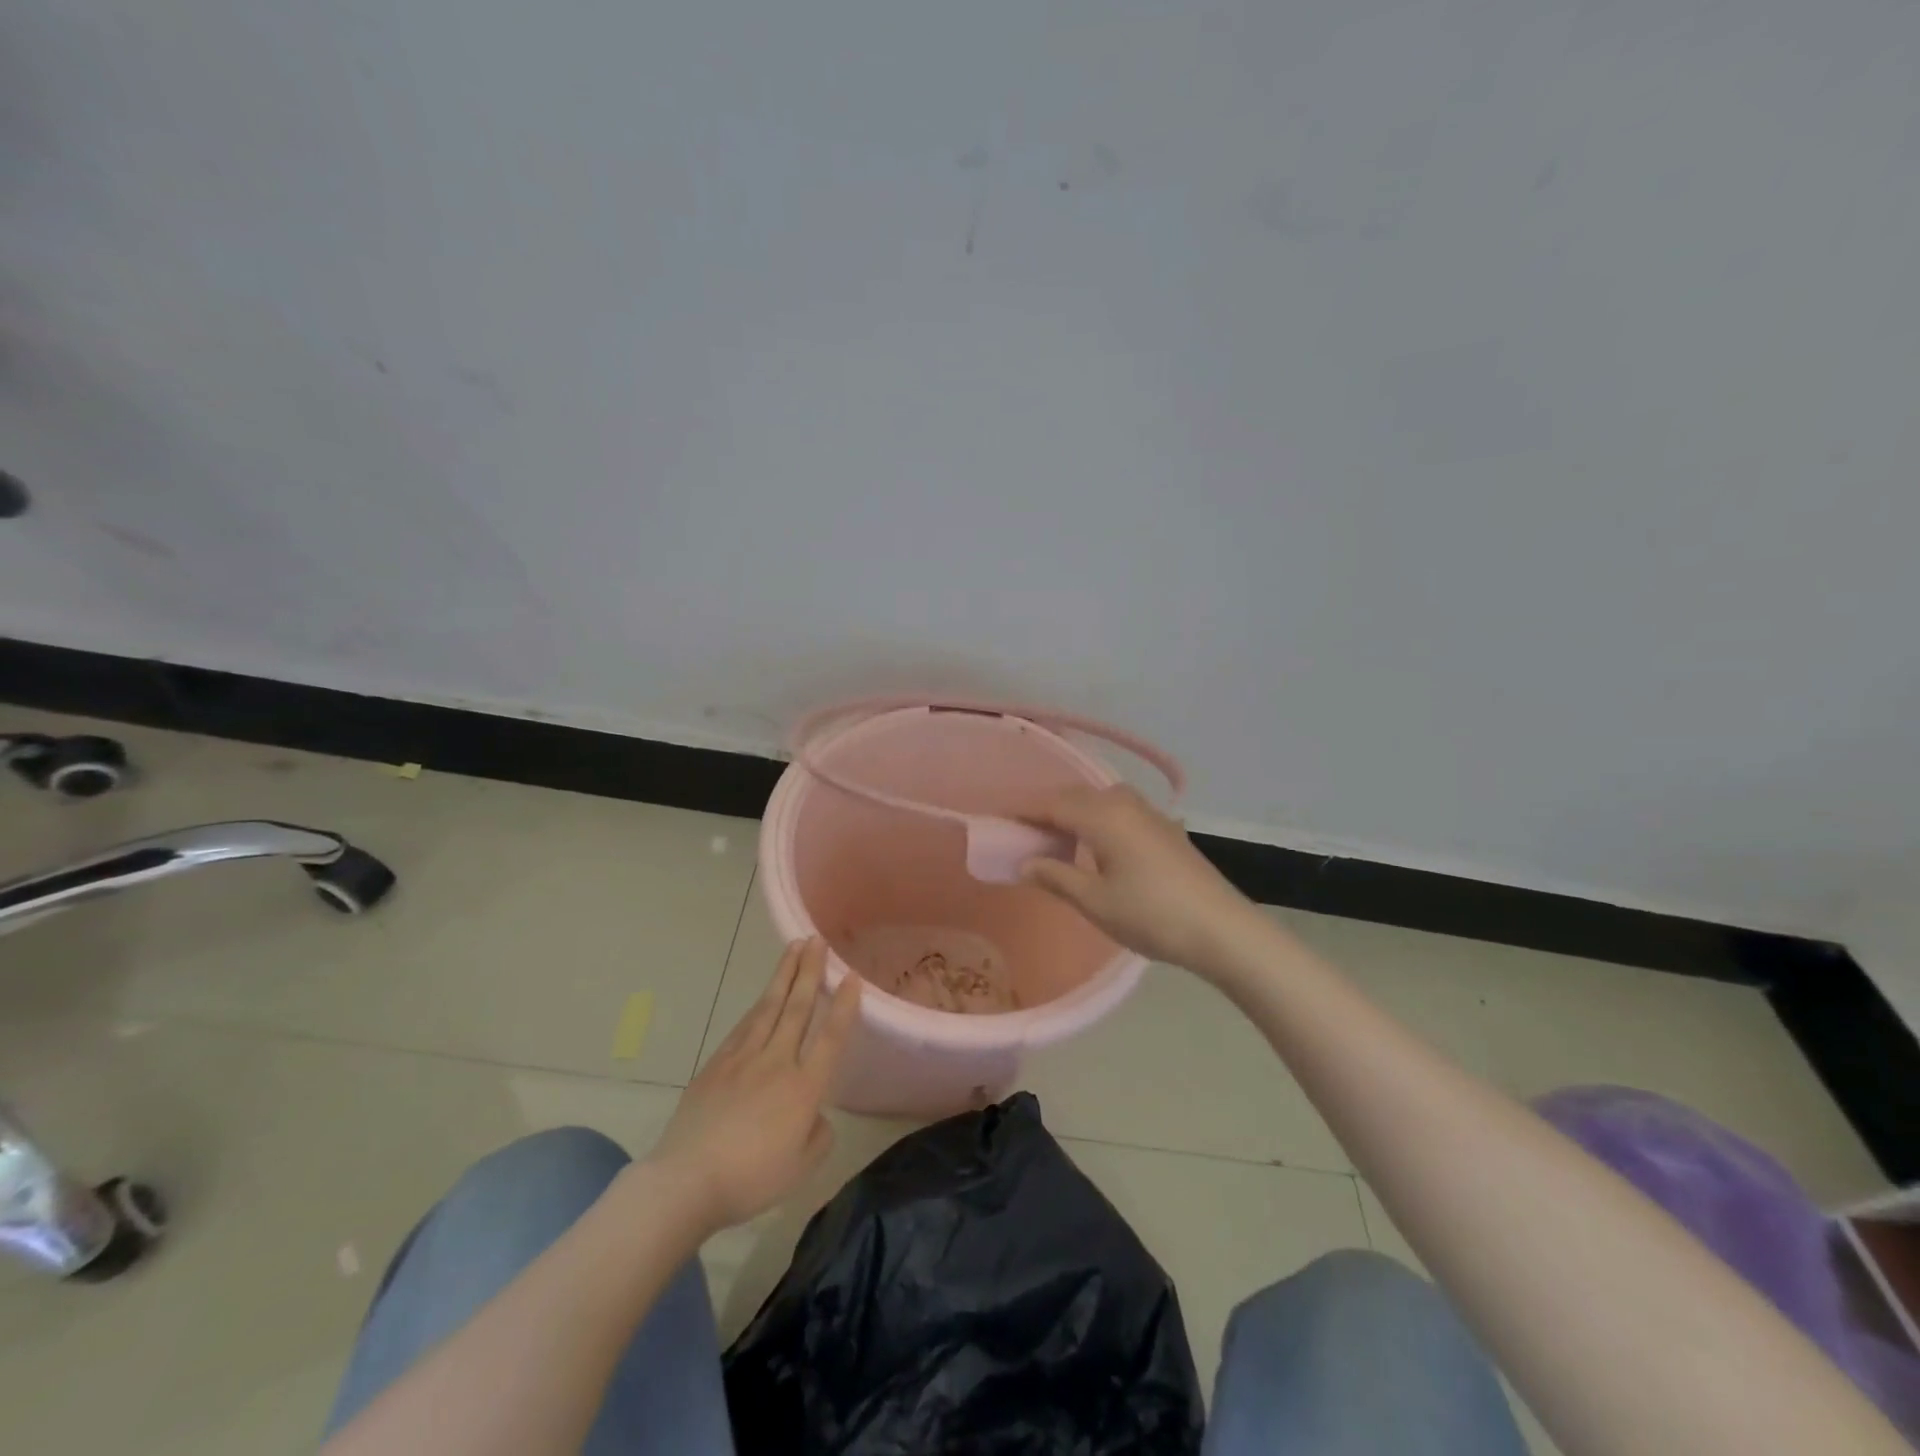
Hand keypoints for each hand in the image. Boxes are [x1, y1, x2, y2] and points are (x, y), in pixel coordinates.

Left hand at [646, 938, 860, 1232]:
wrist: (687, 1181)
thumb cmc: (751, 1179)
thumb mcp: (802, 1168)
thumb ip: (819, 1135)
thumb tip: (815, 1114)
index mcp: (804, 1088)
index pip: (830, 1037)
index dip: (844, 1006)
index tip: (851, 976)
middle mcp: (777, 1062)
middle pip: (798, 1008)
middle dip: (810, 971)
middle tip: (816, 940)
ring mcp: (743, 1059)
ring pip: (769, 1007)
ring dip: (784, 975)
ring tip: (793, 949)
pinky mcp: (716, 1065)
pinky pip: (743, 1027)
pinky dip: (757, 1006)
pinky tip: (763, 996)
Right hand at [1021, 784, 1259, 970]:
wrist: (1222, 929)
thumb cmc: (1151, 915)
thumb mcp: (1095, 901)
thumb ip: (1056, 876)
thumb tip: (1025, 862)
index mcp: (1103, 815)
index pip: (1051, 804)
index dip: (1022, 812)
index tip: (998, 822)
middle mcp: (1124, 803)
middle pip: (1075, 797)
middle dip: (1046, 812)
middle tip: (1022, 835)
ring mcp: (1149, 814)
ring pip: (1099, 802)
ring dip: (1073, 815)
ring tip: (1055, 842)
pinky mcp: (1165, 829)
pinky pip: (1119, 813)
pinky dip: (1097, 821)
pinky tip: (1096, 848)